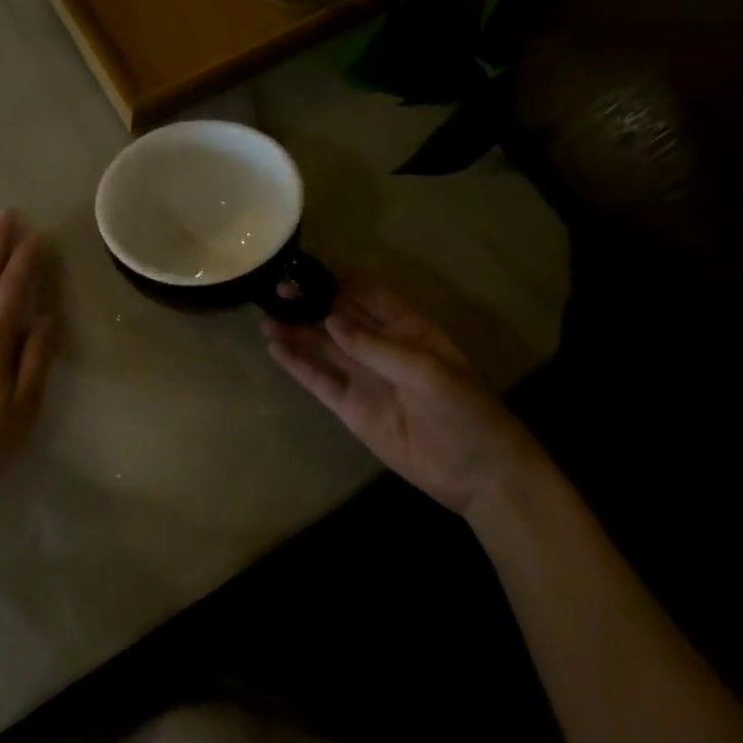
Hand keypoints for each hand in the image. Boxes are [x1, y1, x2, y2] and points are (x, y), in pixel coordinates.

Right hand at [263, 272, 536, 514]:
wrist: (477, 474)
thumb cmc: (464, 412)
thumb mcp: (427, 371)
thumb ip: (377, 346)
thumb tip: (330, 321)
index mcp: (408, 329)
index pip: (370, 294)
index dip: (341, 278)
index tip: (308, 268)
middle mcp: (381, 347)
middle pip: (340, 317)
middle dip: (310, 302)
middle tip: (278, 292)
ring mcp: (364, 377)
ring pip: (323, 347)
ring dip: (296, 331)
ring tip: (265, 318)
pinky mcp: (350, 407)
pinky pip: (319, 380)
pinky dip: (297, 365)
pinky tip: (275, 350)